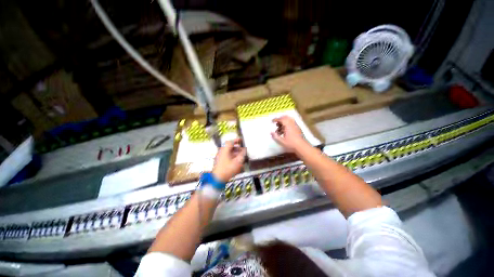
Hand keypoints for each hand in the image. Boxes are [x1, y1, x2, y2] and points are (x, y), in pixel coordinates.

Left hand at [212, 138, 245, 181]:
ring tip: (240, 156)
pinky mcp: (219, 162)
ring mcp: (219, 157)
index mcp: (224, 150)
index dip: (236, 140)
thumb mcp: (238, 162)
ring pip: (227, 152)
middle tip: (242, 149)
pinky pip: (226, 157)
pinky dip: (231, 157)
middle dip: (236, 148)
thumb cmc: (226, 170)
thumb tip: (244, 150)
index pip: (230, 142)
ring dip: (234, 153)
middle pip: (229, 147)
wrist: (218, 178)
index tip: (240, 140)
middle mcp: (221, 152)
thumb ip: (242, 155)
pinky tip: (235, 162)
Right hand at [271, 116, 308, 152]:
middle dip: (280, 119)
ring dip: (284, 123)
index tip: (272, 121)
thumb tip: (271, 132)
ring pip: (289, 120)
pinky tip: (285, 132)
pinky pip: (292, 123)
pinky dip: (287, 125)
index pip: (281, 119)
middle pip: (286, 117)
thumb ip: (275, 136)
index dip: (276, 119)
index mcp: (288, 125)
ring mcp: (296, 126)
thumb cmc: (291, 144)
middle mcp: (292, 124)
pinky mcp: (298, 128)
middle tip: (276, 124)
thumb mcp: (282, 141)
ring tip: (280, 130)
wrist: (301, 146)